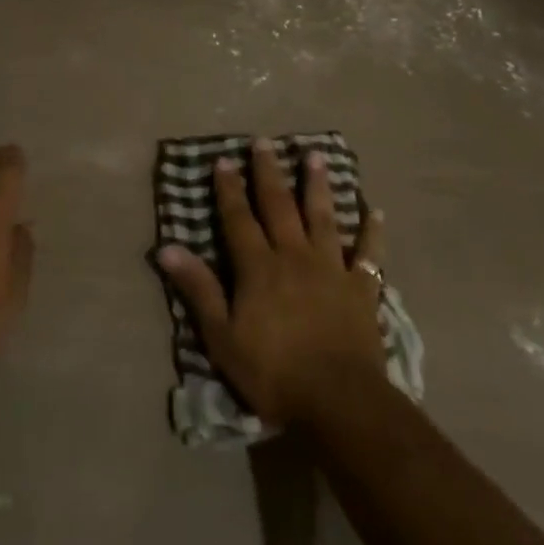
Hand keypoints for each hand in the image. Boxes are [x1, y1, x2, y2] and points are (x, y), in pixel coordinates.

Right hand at [159, 139, 387, 427]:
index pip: (239, 218)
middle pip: (280, 206)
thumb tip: (167, 248)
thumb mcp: (222, 337)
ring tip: (316, 155)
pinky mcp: (362, 290)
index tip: (223, 160)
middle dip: (269, 173)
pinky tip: (376, 211)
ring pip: (323, 218)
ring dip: (318, 185)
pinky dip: (373, 232)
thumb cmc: (274, 372)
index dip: (229, 189)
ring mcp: (332, 270)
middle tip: (265, 142)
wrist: (340, 402)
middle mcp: (294, 256)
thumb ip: (198, 289)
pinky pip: (370, 255)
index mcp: (259, 267)